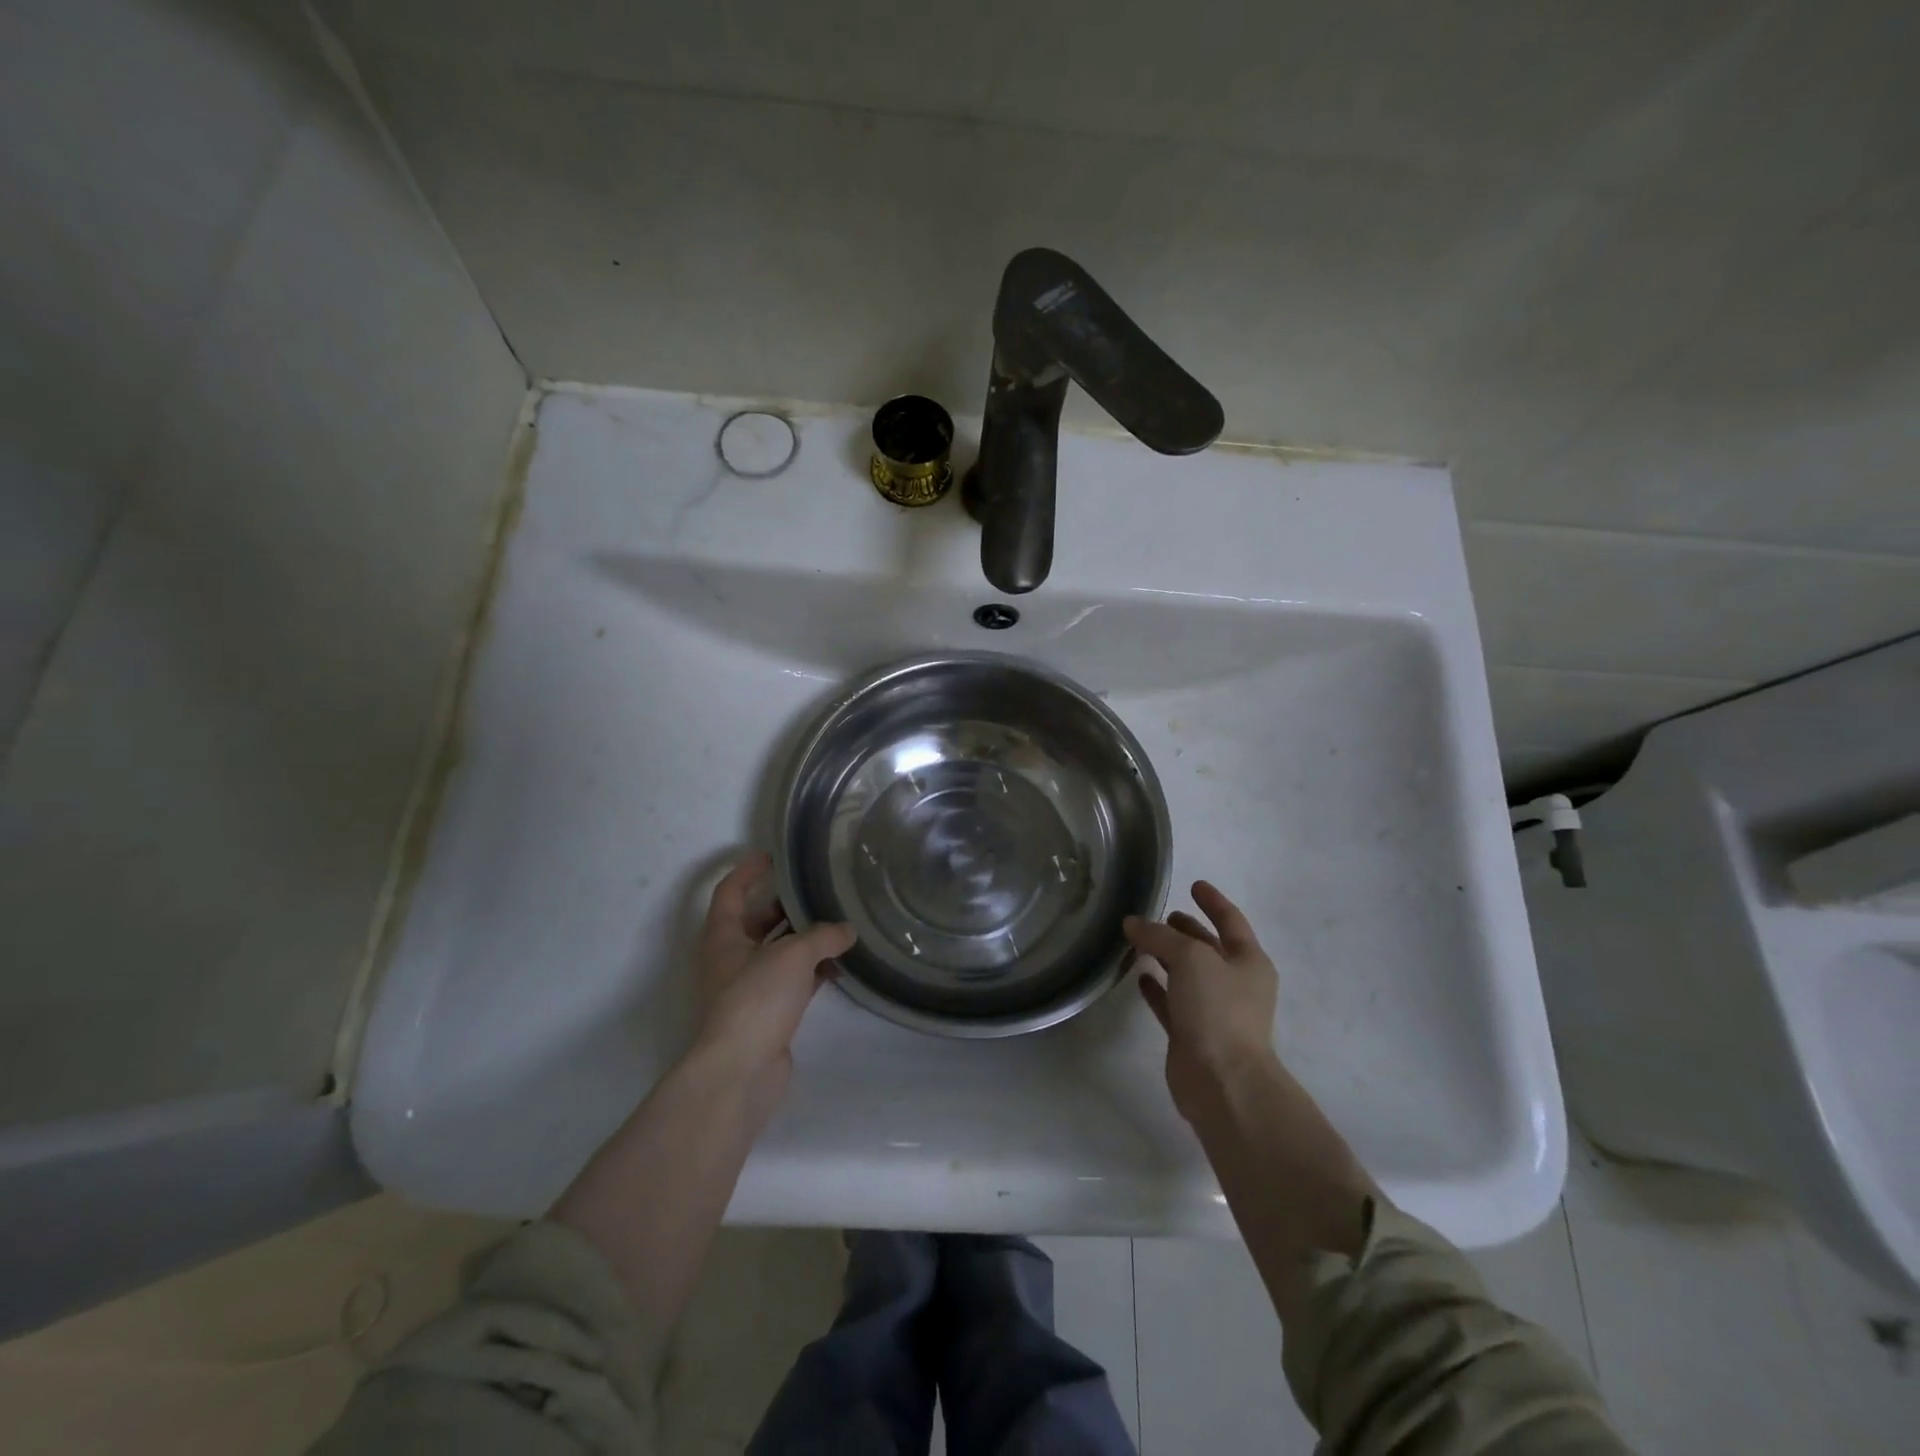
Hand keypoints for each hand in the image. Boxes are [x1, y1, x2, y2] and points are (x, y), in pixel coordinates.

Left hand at [694, 852, 854, 1082]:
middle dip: (784, 904)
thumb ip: (822, 936)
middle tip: (817, 888)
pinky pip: (793, 980)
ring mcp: (750, 987)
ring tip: (838, 922)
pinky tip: (840, 964)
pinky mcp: (768, 1012)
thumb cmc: (756, 1000)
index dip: (748, 870)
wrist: (740, 1071)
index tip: (772, 855)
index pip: (730, 892)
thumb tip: (846, 930)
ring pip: (778, 951)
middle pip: (757, 921)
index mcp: (723, 937)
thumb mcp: (792, 956)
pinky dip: (813, 969)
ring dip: (804, 938)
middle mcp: (732, 958)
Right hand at [1124, 881, 1279, 1121]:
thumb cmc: (1217, 1010)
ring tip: (1140, 940)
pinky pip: (1172, 1002)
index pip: (1231, 920)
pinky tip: (1139, 977)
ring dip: (1167, 957)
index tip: (1194, 884)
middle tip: (1161, 916)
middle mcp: (1235, 983)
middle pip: (1208, 947)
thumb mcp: (1190, 959)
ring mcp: (1214, 1011)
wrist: (1222, 1082)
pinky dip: (1157, 988)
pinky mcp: (1191, 1034)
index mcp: (1249, 961)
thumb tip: (1132, 923)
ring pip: (1187, 975)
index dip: (1212, 901)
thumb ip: (1159, 936)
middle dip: (1187, 930)